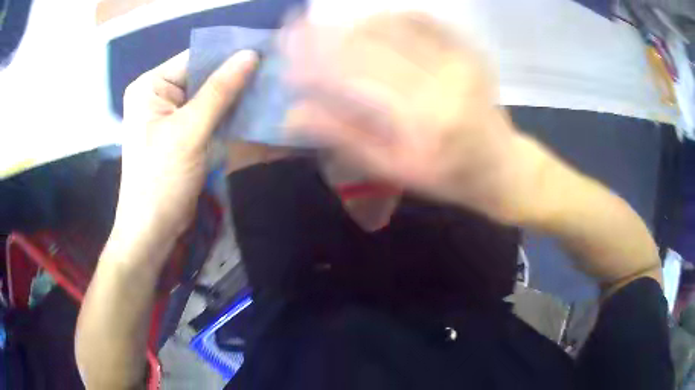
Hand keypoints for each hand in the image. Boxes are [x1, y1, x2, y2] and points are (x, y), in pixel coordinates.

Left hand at [117, 50, 257, 244]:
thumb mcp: (189, 131)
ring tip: (272, 93)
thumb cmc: (160, 179)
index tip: (265, 56)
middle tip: (274, 76)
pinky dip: (231, 119)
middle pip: (204, 79)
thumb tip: (251, 54)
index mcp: (151, 87)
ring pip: (211, 99)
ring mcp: (172, 117)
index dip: (228, 57)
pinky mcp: (184, 136)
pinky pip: (211, 119)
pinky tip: (256, 117)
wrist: (152, 230)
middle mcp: (160, 97)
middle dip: (236, 81)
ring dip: (237, 101)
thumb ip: (219, 91)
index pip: (195, 59)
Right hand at [282, 13, 544, 223]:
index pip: (355, 77)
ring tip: (326, 29)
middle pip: (371, 43)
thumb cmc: (448, 177)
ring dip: (352, 24)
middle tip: (293, 28)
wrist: (502, 166)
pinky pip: (421, 20)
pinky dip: (387, 18)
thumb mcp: (394, 171)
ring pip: (393, 25)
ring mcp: (459, 58)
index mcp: (424, 120)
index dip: (314, 61)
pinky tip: (369, 25)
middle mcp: (443, 81)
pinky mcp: (468, 49)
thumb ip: (345, 138)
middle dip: (324, 34)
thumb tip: (295, 115)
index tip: (284, 53)